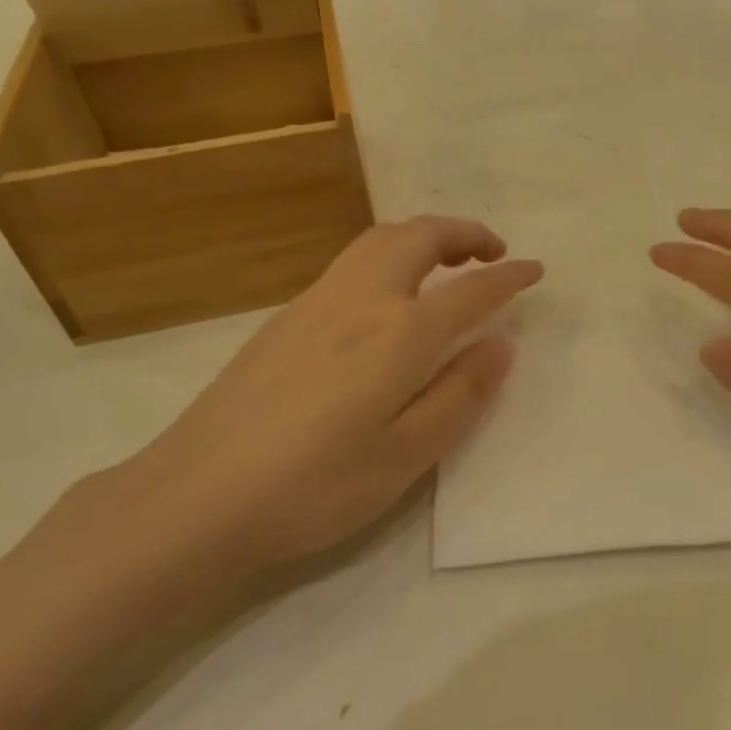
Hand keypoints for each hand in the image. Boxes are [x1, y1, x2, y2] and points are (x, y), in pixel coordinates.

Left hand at [80, 217, 541, 596]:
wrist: (196, 497)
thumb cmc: (314, 486)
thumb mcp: (406, 456)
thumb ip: (460, 394)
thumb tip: (500, 345)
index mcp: (398, 334)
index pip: (470, 290)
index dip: (508, 277)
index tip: (535, 270)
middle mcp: (360, 300)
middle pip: (418, 236)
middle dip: (463, 232)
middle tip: (492, 251)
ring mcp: (315, 302)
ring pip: (378, 239)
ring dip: (423, 236)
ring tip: (446, 262)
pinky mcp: (284, 317)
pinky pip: (351, 262)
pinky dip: (389, 255)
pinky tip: (387, 297)